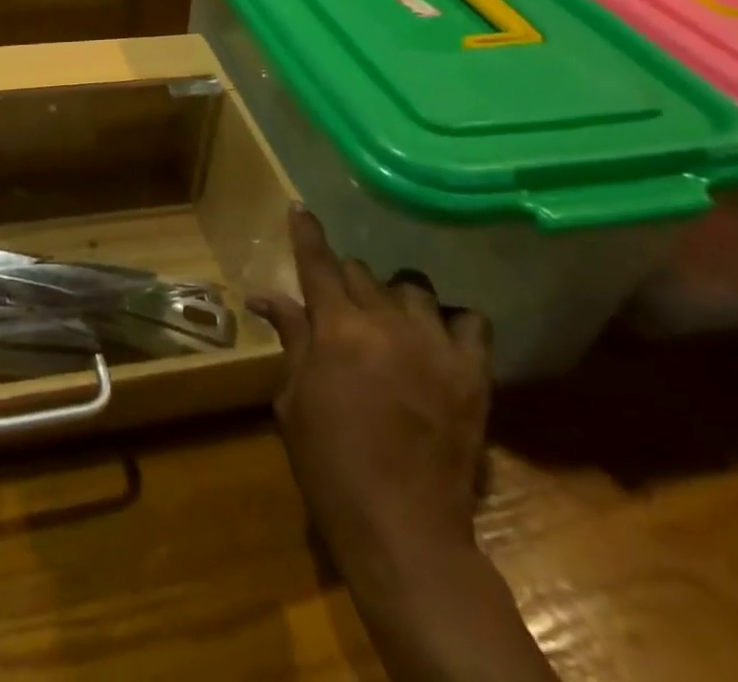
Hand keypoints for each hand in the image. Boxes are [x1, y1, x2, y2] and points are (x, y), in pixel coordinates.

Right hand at [250, 205, 491, 560]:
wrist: (404, 530)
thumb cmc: (331, 466)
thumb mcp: (295, 400)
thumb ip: (291, 339)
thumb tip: (265, 295)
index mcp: (336, 328)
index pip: (318, 262)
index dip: (306, 233)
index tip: (300, 209)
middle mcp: (385, 321)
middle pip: (361, 272)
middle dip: (344, 279)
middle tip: (338, 303)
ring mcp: (433, 343)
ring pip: (412, 287)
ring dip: (393, 295)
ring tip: (390, 320)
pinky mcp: (472, 372)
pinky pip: (470, 320)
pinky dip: (453, 320)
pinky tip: (439, 335)